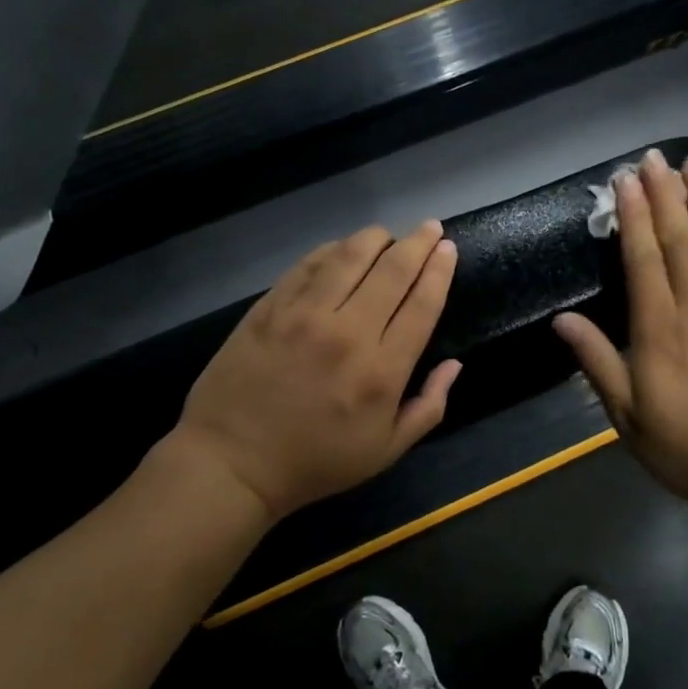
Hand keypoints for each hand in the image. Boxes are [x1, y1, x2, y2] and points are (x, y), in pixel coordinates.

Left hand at [174, 221, 462, 519]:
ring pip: (349, 256)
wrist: (232, 462)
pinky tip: (341, 248)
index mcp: (381, 371)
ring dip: (375, 238)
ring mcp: (304, 315)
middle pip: (392, 271)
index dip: (439, 271)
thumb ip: (428, 407)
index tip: (447, 248)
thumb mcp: (385, 451)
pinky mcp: (270, 307)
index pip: (421, 304)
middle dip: (417, 243)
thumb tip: (455, 364)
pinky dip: (331, 250)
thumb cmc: (314, 462)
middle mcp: (347, 332)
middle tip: (429, 226)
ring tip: (388, 235)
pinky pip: (308, 264)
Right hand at [552, 149, 687, 510]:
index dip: (633, 216)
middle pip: (680, 240)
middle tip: (655, 158)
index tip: (625, 180)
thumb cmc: (687, 448)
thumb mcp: (627, 414)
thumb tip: (562, 319)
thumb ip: (597, 361)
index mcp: (659, 328)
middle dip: (666, 195)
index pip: (643, 258)